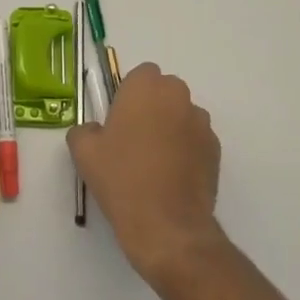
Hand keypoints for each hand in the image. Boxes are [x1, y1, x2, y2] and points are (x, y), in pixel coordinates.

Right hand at [67, 62, 223, 286]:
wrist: (166, 225)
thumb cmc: (122, 179)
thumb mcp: (84, 152)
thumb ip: (85, 130)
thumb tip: (95, 131)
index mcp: (146, 87)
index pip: (141, 74)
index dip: (130, 94)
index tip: (119, 119)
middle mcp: (178, 96)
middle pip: (165, 91)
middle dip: (152, 107)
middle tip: (134, 139)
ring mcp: (201, 123)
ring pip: (182, 115)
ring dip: (171, 127)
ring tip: (155, 162)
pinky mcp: (216, 150)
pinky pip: (196, 139)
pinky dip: (186, 150)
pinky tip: (172, 177)